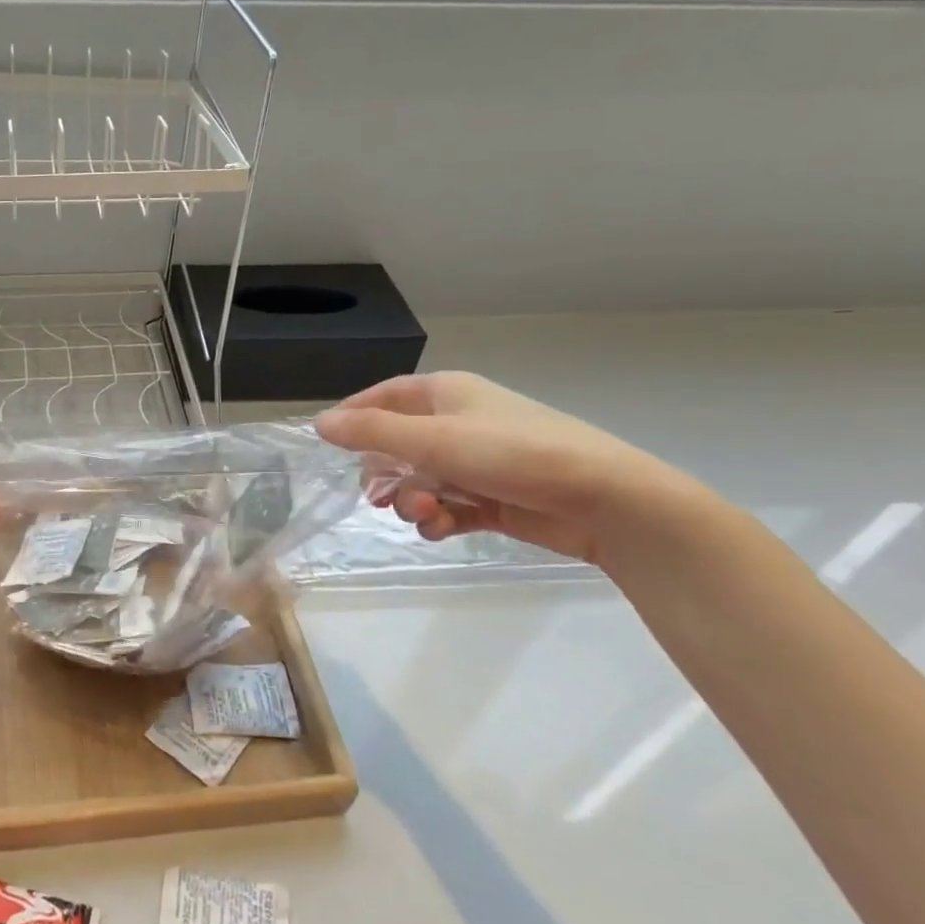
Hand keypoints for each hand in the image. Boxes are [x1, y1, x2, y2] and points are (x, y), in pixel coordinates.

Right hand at [314, 372, 689, 565]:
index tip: (328, 443)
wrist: (605, 499)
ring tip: (424, 515)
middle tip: (379, 495)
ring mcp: (478, 462)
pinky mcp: (494, 498)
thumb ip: (372, 432)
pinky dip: (438, 519)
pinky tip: (441, 529)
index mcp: (445, 394)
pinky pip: (448, 506)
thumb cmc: (513, 454)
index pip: (384, 396)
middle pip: (397, 444)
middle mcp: (458, 422)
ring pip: (421, 480)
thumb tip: (319, 423)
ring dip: (412, 500)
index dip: (354, 416)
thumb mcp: (433, 439)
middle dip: (385, 473)